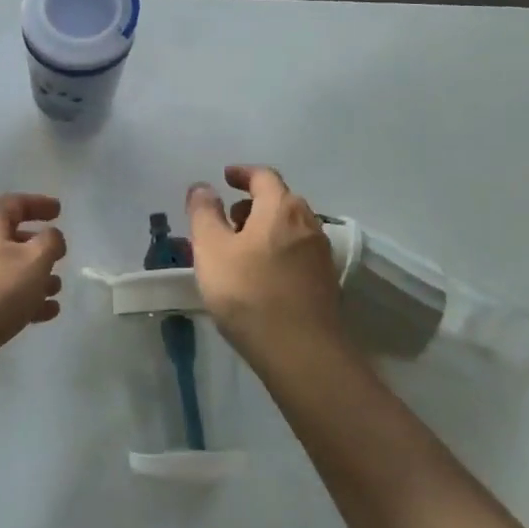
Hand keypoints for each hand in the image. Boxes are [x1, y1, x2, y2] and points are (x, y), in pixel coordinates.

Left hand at [0, 194, 66, 366]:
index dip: (39, 204)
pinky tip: (46, 313)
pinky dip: (25, 298)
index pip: (15, 203)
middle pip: (10, 236)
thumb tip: (51, 235)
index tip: (59, 211)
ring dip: (35, 276)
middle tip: (59, 254)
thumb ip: (49, 242)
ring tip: (57, 289)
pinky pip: (2, 293)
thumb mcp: (33, 260)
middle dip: (37, 245)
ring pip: (8, 268)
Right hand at [187, 166, 342, 365]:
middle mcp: (308, 223)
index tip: (224, 177)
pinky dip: (276, 250)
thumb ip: (204, 213)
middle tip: (226, 217)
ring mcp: (321, 255)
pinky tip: (259, 275)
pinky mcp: (325, 283)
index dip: (242, 173)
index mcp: (281, 208)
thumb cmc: (249, 293)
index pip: (263, 176)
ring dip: (264, 228)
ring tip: (238, 249)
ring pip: (289, 228)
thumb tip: (203, 187)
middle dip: (252, 203)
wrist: (301, 354)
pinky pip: (296, 252)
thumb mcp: (211, 249)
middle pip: (279, 200)